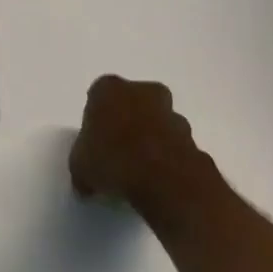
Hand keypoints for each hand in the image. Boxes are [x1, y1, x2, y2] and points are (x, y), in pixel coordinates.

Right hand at [69, 74, 214, 215]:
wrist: (165, 180)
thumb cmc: (113, 160)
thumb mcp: (80, 167)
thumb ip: (82, 166)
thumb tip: (85, 182)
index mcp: (109, 89)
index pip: (99, 95)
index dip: (96, 118)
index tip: (94, 140)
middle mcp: (143, 92)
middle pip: (134, 101)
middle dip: (129, 119)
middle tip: (118, 149)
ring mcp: (172, 114)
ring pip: (158, 122)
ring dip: (152, 138)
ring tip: (140, 170)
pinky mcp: (193, 139)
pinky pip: (175, 146)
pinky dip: (169, 158)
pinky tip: (159, 180)